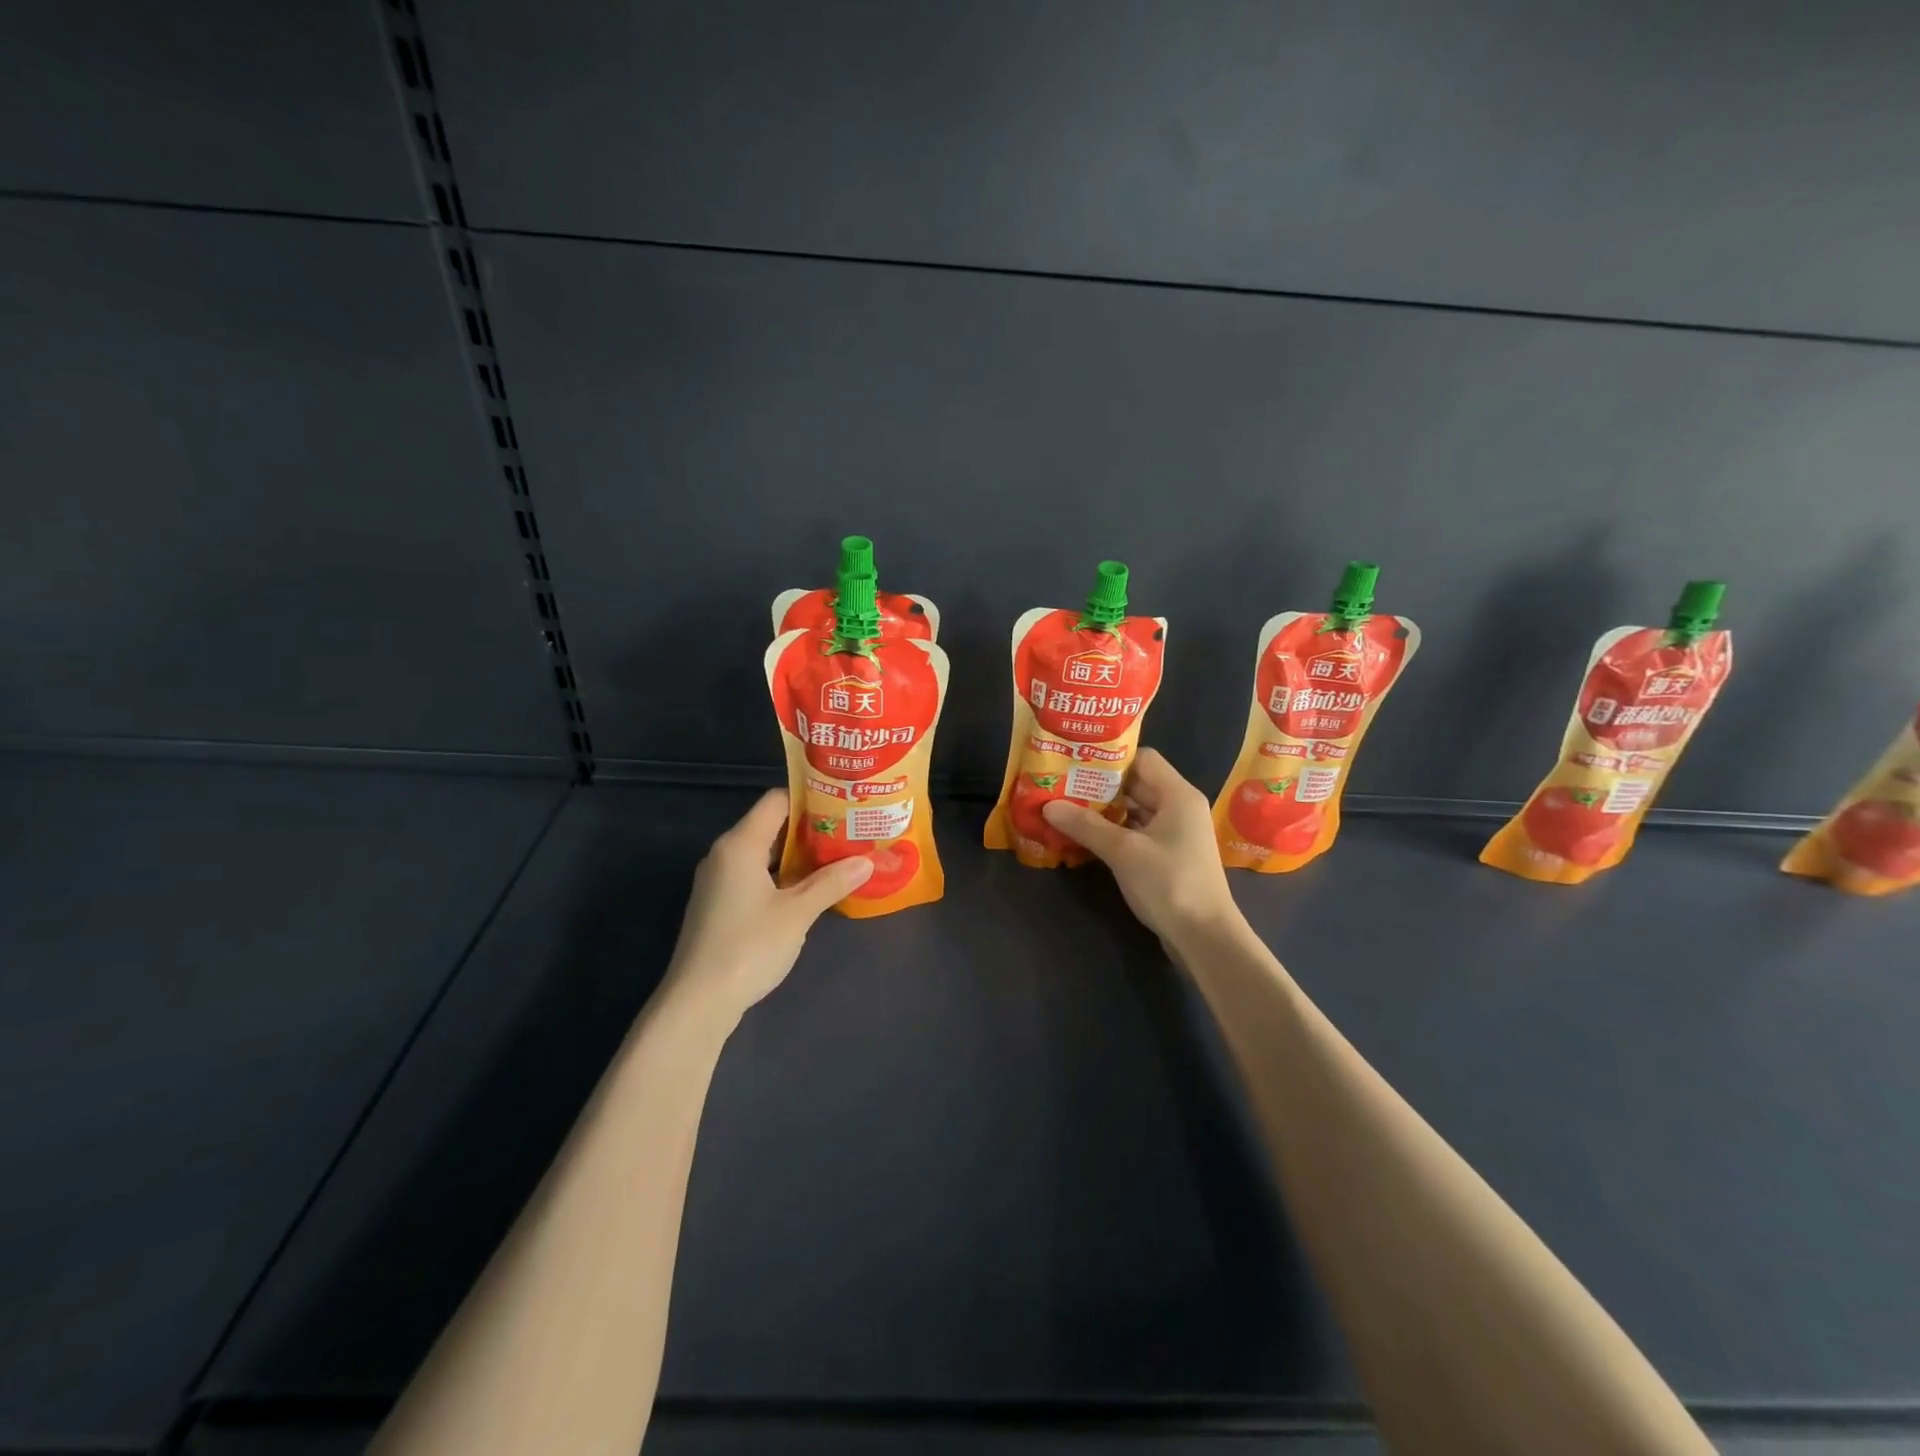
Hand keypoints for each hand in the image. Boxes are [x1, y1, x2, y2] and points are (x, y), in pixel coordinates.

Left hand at [663, 790, 871, 1016]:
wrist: (698, 1002)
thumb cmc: (749, 946)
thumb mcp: (798, 913)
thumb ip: (831, 882)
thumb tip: (867, 861)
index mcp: (740, 844)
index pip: (776, 801)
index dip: (810, 799)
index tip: (843, 805)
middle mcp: (724, 854)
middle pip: (770, 825)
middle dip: (811, 829)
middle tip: (849, 832)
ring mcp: (718, 881)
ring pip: (763, 853)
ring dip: (798, 855)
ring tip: (838, 858)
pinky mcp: (719, 904)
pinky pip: (754, 875)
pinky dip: (781, 876)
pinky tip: (809, 890)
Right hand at [1042, 747, 1239, 945]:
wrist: (1204, 938)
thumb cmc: (1169, 884)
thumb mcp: (1123, 852)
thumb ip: (1086, 825)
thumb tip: (1048, 805)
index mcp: (1177, 795)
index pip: (1142, 759)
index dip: (1110, 760)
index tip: (1077, 765)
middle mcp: (1179, 807)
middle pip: (1136, 784)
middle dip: (1099, 787)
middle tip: (1061, 786)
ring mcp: (1175, 833)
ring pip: (1135, 810)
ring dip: (1104, 811)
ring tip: (1066, 810)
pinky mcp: (1169, 856)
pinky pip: (1137, 832)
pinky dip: (1114, 832)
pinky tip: (1085, 838)